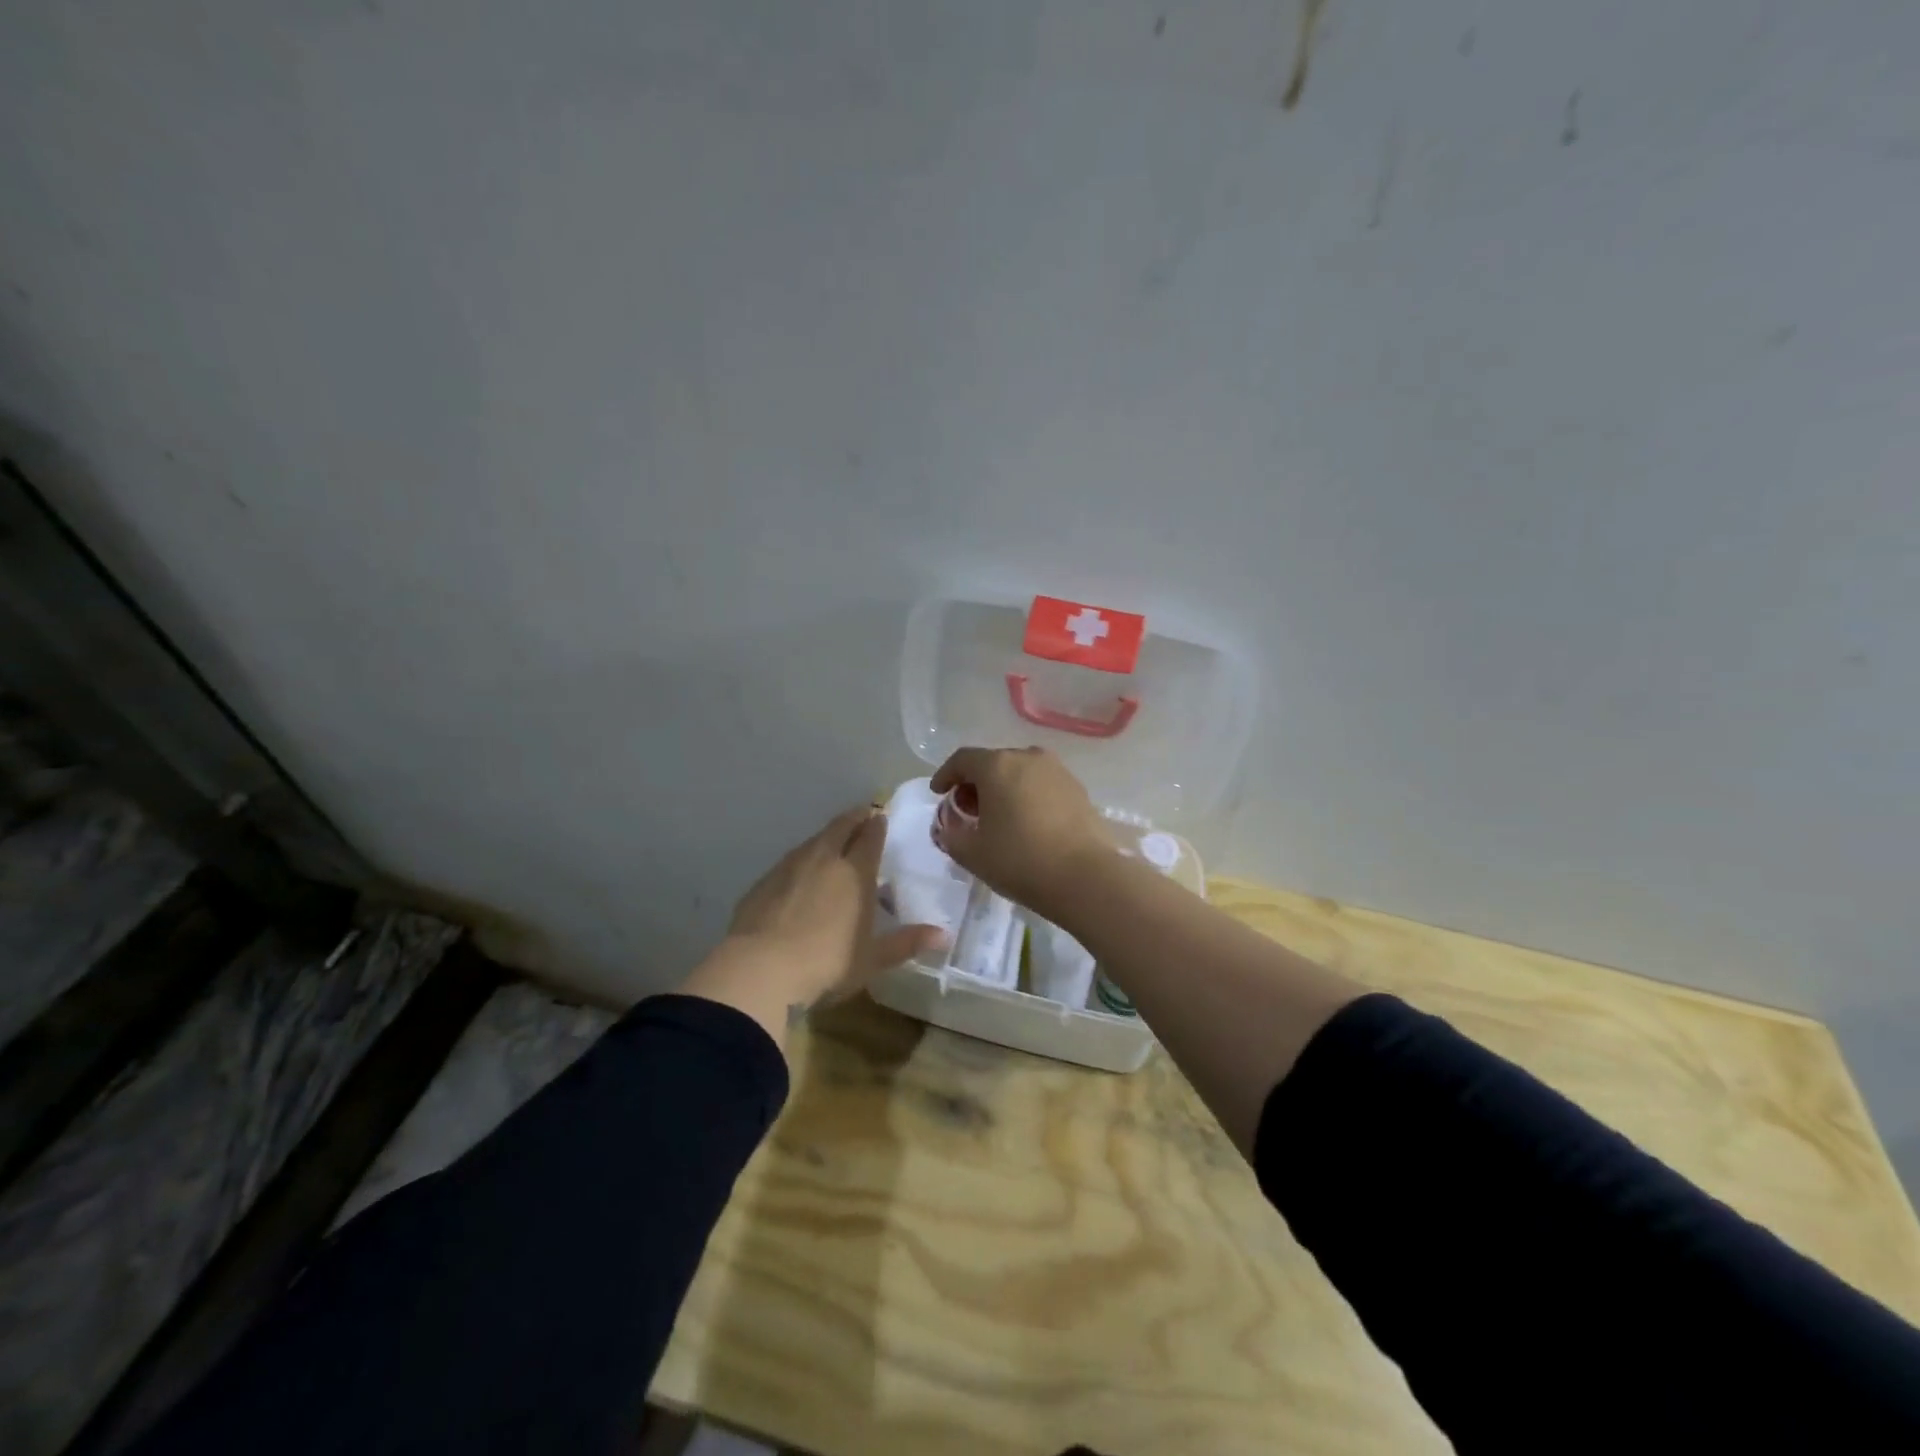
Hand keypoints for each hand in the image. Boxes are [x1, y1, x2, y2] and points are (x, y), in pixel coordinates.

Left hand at [723, 805, 946, 1010]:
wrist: (759, 969)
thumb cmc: (827, 963)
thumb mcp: (872, 959)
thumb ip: (907, 942)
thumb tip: (944, 936)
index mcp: (855, 872)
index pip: (870, 837)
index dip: (877, 824)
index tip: (880, 815)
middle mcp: (824, 859)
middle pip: (840, 827)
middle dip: (854, 818)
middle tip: (862, 814)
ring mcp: (790, 867)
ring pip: (813, 840)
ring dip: (827, 836)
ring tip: (834, 841)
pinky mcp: (764, 881)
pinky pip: (790, 860)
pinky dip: (802, 858)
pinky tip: (801, 873)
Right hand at [928, 747, 1110, 916]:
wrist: (1087, 877)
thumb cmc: (1021, 860)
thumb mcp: (972, 854)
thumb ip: (951, 836)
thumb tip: (948, 828)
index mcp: (997, 765)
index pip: (962, 759)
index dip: (946, 775)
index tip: (938, 793)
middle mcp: (1028, 758)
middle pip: (993, 762)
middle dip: (975, 783)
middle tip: (967, 810)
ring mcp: (1057, 771)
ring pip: (1020, 771)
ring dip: (1003, 788)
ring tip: (998, 816)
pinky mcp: (1078, 788)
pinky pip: (1042, 784)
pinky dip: (1027, 795)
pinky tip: (1027, 822)